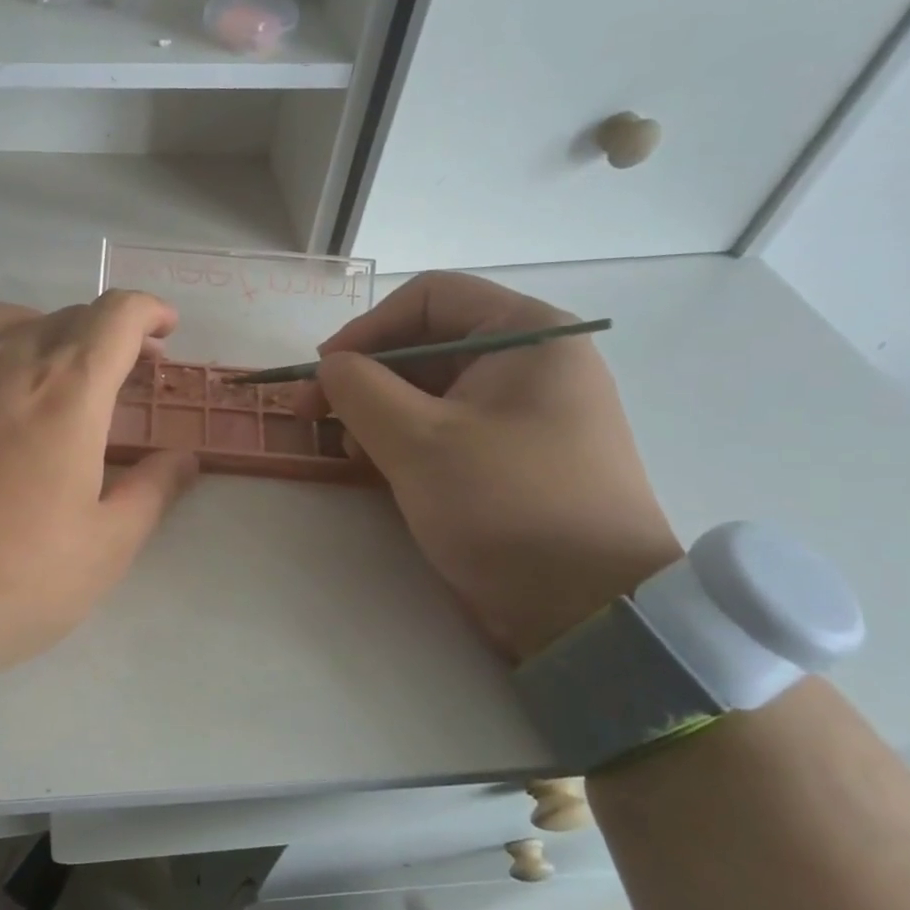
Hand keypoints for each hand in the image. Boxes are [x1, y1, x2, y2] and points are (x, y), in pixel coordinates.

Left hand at [0, 292, 198, 670]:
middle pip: (70, 316)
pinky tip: (1, 398)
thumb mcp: (104, 546)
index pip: (116, 316)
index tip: (166, 330)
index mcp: (67, 389)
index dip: (149, 311)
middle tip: (129, 372)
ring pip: (13, 320)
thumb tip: (183, 458)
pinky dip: (3, 351)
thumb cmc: (14, 576)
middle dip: (111, 333)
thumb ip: (153, 490)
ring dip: (53, 332)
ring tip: (63, 373)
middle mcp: (8, 360)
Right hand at [293, 272, 681, 662]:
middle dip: (367, 377)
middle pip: (428, 343)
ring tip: (348, 452)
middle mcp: (534, 362)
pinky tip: (379, 468)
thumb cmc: (506, 506)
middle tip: (317, 417)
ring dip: (380, 412)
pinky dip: (407, 439)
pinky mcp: (519, 455)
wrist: (591, 611)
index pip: (430, 297)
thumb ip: (359, 389)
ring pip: (435, 389)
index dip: (366, 328)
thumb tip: (331, 367)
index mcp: (528, 335)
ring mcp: (529, 412)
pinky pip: (450, 427)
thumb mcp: (418, 441)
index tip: (323, 372)